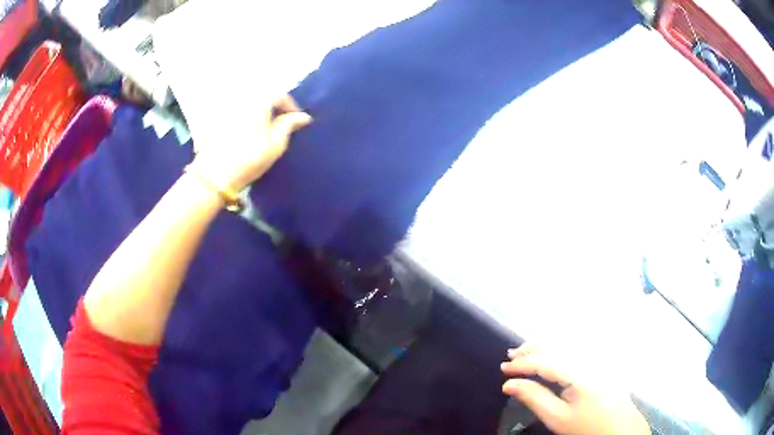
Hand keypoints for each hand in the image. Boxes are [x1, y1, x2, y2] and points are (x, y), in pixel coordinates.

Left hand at [189, 95, 311, 191]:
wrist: (215, 174)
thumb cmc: (250, 158)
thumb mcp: (276, 143)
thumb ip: (290, 125)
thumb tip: (303, 116)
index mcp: (259, 100)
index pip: (280, 95)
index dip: (291, 107)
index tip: (296, 121)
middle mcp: (243, 98)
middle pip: (263, 96)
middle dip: (274, 107)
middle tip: (280, 123)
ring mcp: (228, 107)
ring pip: (249, 103)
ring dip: (260, 111)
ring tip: (263, 128)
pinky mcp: (217, 118)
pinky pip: (237, 111)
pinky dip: (245, 117)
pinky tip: (246, 132)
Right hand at [501, 344, 649, 434]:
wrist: (620, 428)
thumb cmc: (587, 426)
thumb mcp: (557, 418)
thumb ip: (533, 398)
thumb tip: (508, 385)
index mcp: (580, 372)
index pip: (545, 360)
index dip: (522, 364)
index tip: (503, 369)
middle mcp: (591, 357)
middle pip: (558, 343)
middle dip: (532, 348)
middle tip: (510, 357)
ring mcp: (600, 355)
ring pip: (568, 340)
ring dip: (545, 344)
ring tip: (526, 352)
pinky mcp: (604, 358)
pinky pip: (579, 343)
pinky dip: (561, 345)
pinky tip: (553, 350)